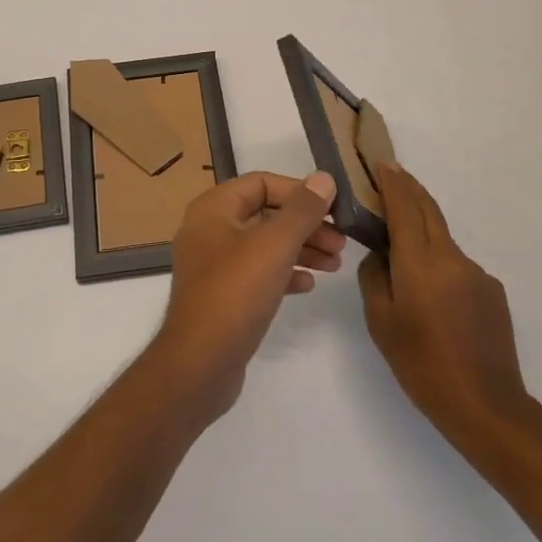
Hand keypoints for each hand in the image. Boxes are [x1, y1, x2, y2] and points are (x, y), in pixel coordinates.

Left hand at [144, 172, 345, 428]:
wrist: (200, 363)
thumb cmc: (235, 293)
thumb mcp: (274, 245)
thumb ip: (302, 210)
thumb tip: (324, 178)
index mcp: (214, 208)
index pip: (261, 183)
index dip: (299, 191)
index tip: (333, 208)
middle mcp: (210, 229)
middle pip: (265, 214)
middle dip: (305, 224)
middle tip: (341, 242)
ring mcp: (214, 264)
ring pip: (264, 245)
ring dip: (300, 249)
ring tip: (335, 264)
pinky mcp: (221, 295)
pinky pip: (257, 273)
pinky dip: (284, 273)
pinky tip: (308, 286)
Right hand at [357, 163, 539, 474]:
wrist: (487, 408)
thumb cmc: (423, 365)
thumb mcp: (381, 322)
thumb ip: (375, 277)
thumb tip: (381, 254)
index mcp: (420, 262)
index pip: (404, 206)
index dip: (392, 182)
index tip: (380, 163)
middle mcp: (452, 258)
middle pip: (428, 211)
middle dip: (409, 189)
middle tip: (389, 177)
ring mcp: (477, 274)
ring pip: (442, 240)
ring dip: (422, 231)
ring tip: (401, 250)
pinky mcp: (493, 292)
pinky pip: (457, 266)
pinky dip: (438, 263)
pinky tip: (431, 296)